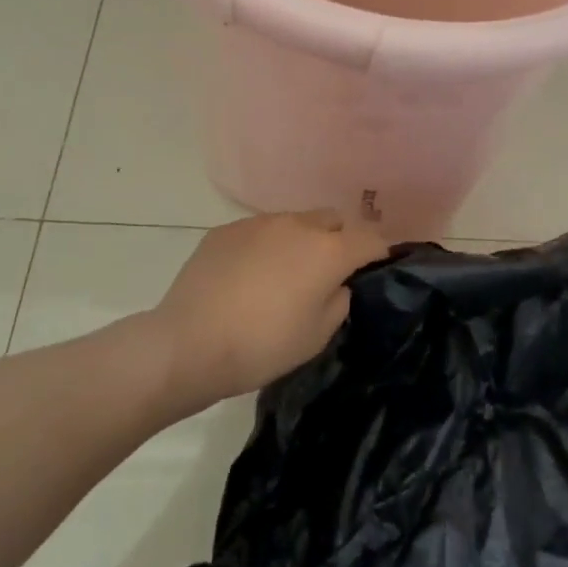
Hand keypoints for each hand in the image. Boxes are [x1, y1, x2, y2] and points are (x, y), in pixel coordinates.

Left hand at [150, 210, 388, 409]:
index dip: (379, 252)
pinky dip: (265, 246)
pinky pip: (259, 231)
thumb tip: (336, 284)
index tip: (376, 267)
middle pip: (333, 220)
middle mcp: (297, 225)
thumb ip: (338, 301)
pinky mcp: (226, 230)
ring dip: (300, 241)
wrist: (188, 344)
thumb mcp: (317, 336)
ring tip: (283, 274)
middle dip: (339, 240)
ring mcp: (258, 223)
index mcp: (328, 251)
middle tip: (328, 272)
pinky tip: (248, 276)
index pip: (370, 239)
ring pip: (294, 222)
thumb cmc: (262, 346)